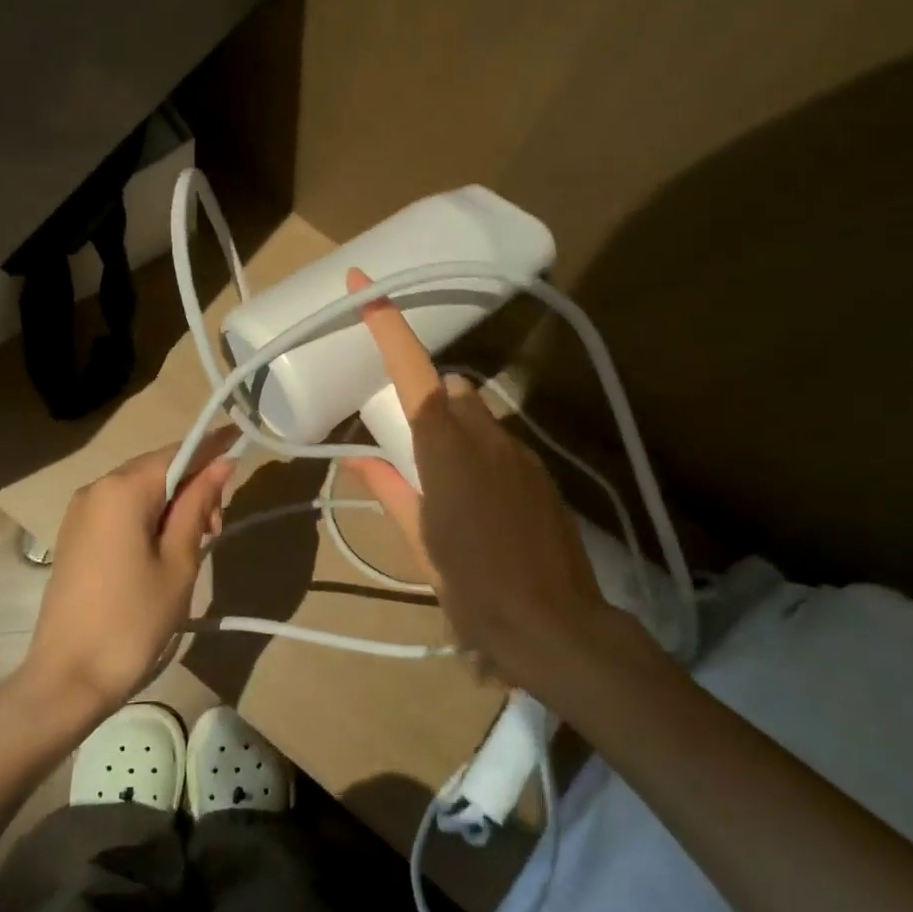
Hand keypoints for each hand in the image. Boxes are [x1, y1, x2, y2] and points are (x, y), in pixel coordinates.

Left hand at [18, 431, 235, 716]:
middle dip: (193, 486)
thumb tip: (221, 463)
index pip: (178, 452)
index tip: (243, 446)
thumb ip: (198, 505)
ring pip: (140, 490)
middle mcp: (96, 488)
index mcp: (122, 489)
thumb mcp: (178, 561)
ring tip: (196, 544)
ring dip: (173, 505)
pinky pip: (120, 510)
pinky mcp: (75, 535)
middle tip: (216, 528)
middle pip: (157, 469)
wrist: (68, 677)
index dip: (212, 448)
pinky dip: (149, 518)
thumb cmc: (133, 620)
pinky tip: (164, 549)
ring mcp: (80, 512)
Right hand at [344, 270, 661, 698]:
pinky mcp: (539, 472)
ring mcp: (519, 451)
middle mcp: (484, 435)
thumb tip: (356, 456)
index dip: (387, 324)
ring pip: (477, 413)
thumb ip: (387, 488)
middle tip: (408, 446)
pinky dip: (480, 451)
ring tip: (445, 482)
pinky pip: (500, 441)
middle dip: (424, 400)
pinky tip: (480, 502)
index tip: (363, 286)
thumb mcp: (418, 541)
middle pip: (448, 389)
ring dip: (453, 428)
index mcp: (444, 449)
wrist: (556, 626)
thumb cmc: (473, 588)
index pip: (412, 371)